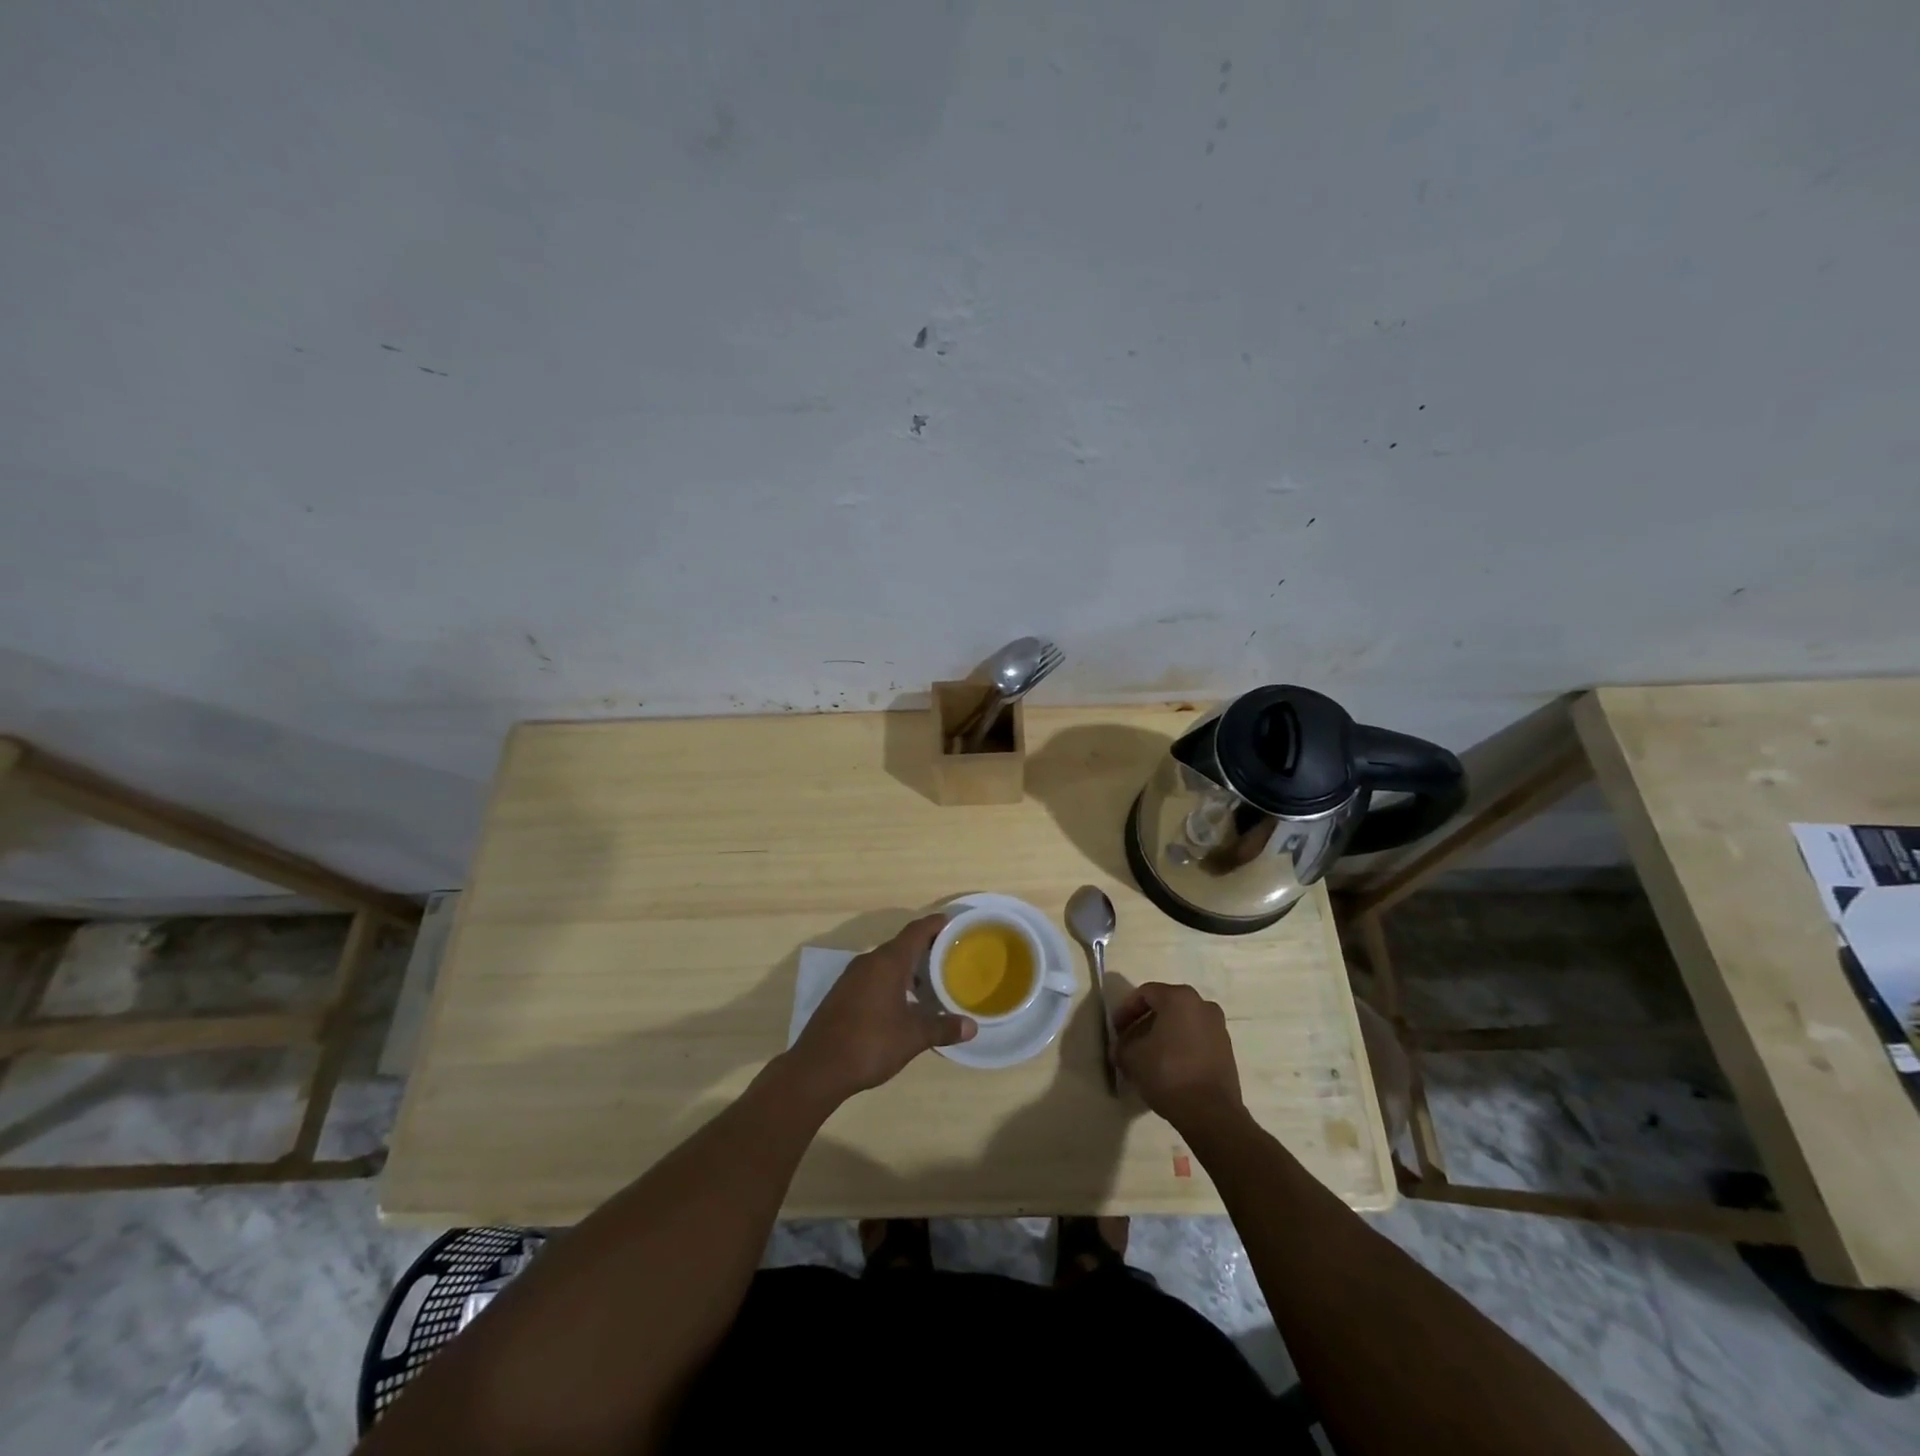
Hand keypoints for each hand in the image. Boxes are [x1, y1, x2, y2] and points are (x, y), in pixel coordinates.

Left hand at [784, 914, 974, 1104]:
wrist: (818, 1067)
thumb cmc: (870, 1044)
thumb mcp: (913, 1038)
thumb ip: (942, 1028)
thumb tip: (972, 1026)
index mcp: (887, 962)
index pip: (916, 931)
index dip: (936, 924)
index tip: (953, 923)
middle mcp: (869, 962)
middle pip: (901, 944)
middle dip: (925, 948)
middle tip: (950, 956)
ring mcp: (852, 977)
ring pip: (886, 961)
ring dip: (908, 967)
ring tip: (930, 982)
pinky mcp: (842, 993)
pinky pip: (874, 976)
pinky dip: (892, 980)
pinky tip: (903, 1002)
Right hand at [1113, 982, 1244, 1131]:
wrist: (1210, 1113)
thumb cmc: (1167, 1073)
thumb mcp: (1131, 1057)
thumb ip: (1121, 1045)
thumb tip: (1120, 1047)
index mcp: (1179, 998)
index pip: (1145, 993)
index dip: (1126, 1010)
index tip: (1116, 1030)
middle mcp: (1202, 1005)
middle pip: (1165, 1007)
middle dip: (1144, 1023)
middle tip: (1129, 1042)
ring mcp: (1218, 1028)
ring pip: (1182, 1024)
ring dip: (1162, 1036)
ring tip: (1147, 1057)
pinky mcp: (1226, 1051)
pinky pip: (1196, 1040)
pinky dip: (1180, 1047)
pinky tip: (1168, 1068)